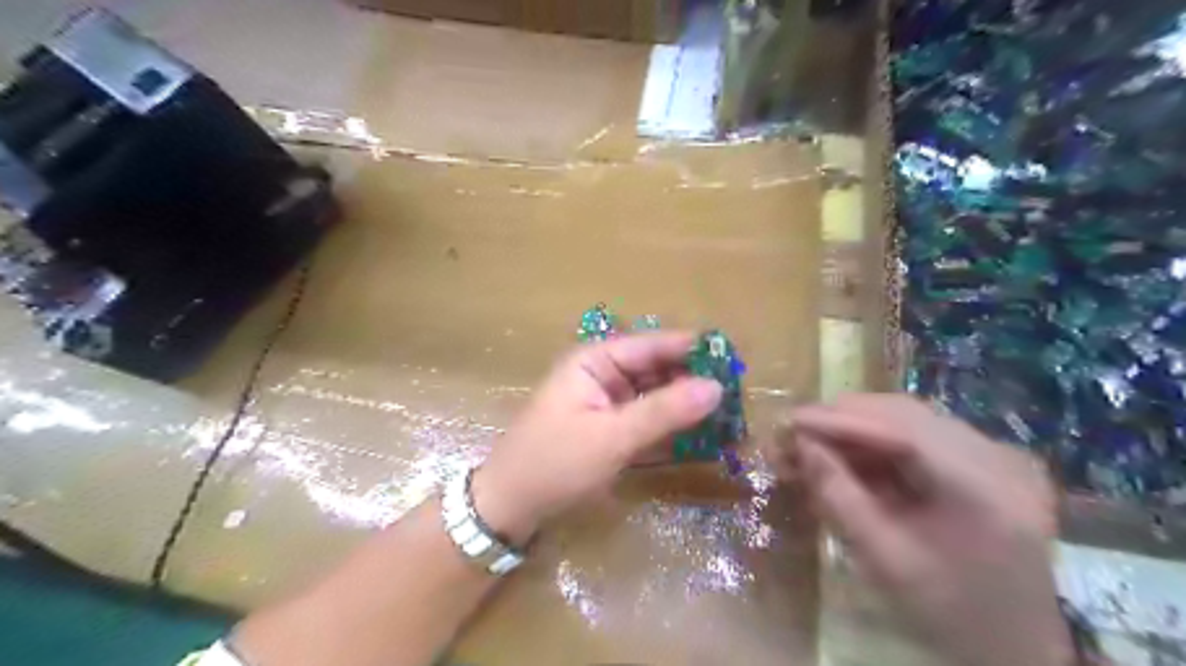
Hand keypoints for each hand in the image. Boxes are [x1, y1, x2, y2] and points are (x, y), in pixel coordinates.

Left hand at [474, 333, 723, 545]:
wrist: (509, 506)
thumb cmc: (555, 461)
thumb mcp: (612, 436)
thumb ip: (664, 411)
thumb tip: (716, 387)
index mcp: (595, 360)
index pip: (652, 345)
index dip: (692, 349)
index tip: (734, 357)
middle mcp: (602, 374)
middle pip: (656, 369)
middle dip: (693, 381)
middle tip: (739, 394)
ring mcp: (606, 403)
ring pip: (655, 396)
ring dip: (686, 406)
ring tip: (730, 416)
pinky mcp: (609, 429)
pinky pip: (647, 420)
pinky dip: (671, 428)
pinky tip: (701, 437)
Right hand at [765, 395, 1071, 664]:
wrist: (1014, 647)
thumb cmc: (947, 613)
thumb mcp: (883, 559)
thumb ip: (838, 495)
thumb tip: (802, 444)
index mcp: (983, 491)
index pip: (902, 431)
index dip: (841, 421)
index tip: (792, 420)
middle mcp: (997, 460)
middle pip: (907, 415)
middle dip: (844, 420)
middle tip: (796, 431)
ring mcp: (996, 458)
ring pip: (911, 421)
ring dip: (857, 429)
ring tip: (813, 443)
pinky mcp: (985, 463)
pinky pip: (921, 436)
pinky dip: (878, 443)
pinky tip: (847, 455)